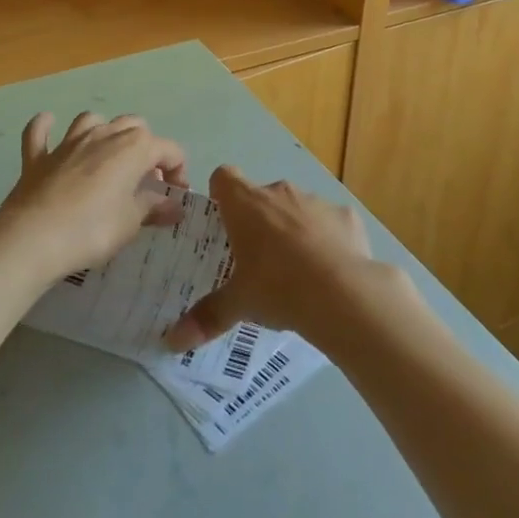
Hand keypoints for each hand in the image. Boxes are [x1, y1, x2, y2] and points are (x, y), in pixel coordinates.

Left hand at [0, 112, 189, 279]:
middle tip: (144, 179)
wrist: (33, 238)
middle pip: (134, 126)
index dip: (178, 171)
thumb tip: (175, 206)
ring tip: (106, 156)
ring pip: (92, 121)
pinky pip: (40, 133)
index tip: (176, 196)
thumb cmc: (92, 230)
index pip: (168, 149)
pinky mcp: (38, 157)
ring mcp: (68, 142)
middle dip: (145, 147)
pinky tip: (48, 126)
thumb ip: (153, 208)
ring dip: (103, 132)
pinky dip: (45, 128)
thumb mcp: (130, 223)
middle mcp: (104, 135)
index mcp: (133, 147)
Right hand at [164, 165, 386, 350]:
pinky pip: (330, 224)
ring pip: (297, 209)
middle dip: (259, 221)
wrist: (342, 293)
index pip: (224, 177)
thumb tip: (172, 341)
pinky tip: (331, 273)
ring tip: (297, 272)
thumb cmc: (278, 287)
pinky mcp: (345, 216)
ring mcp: (315, 200)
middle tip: (257, 260)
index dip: (221, 194)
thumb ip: (207, 317)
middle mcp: (279, 192)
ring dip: (294, 230)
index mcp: (246, 204)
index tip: (223, 221)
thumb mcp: (238, 304)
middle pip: (261, 196)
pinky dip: (328, 241)